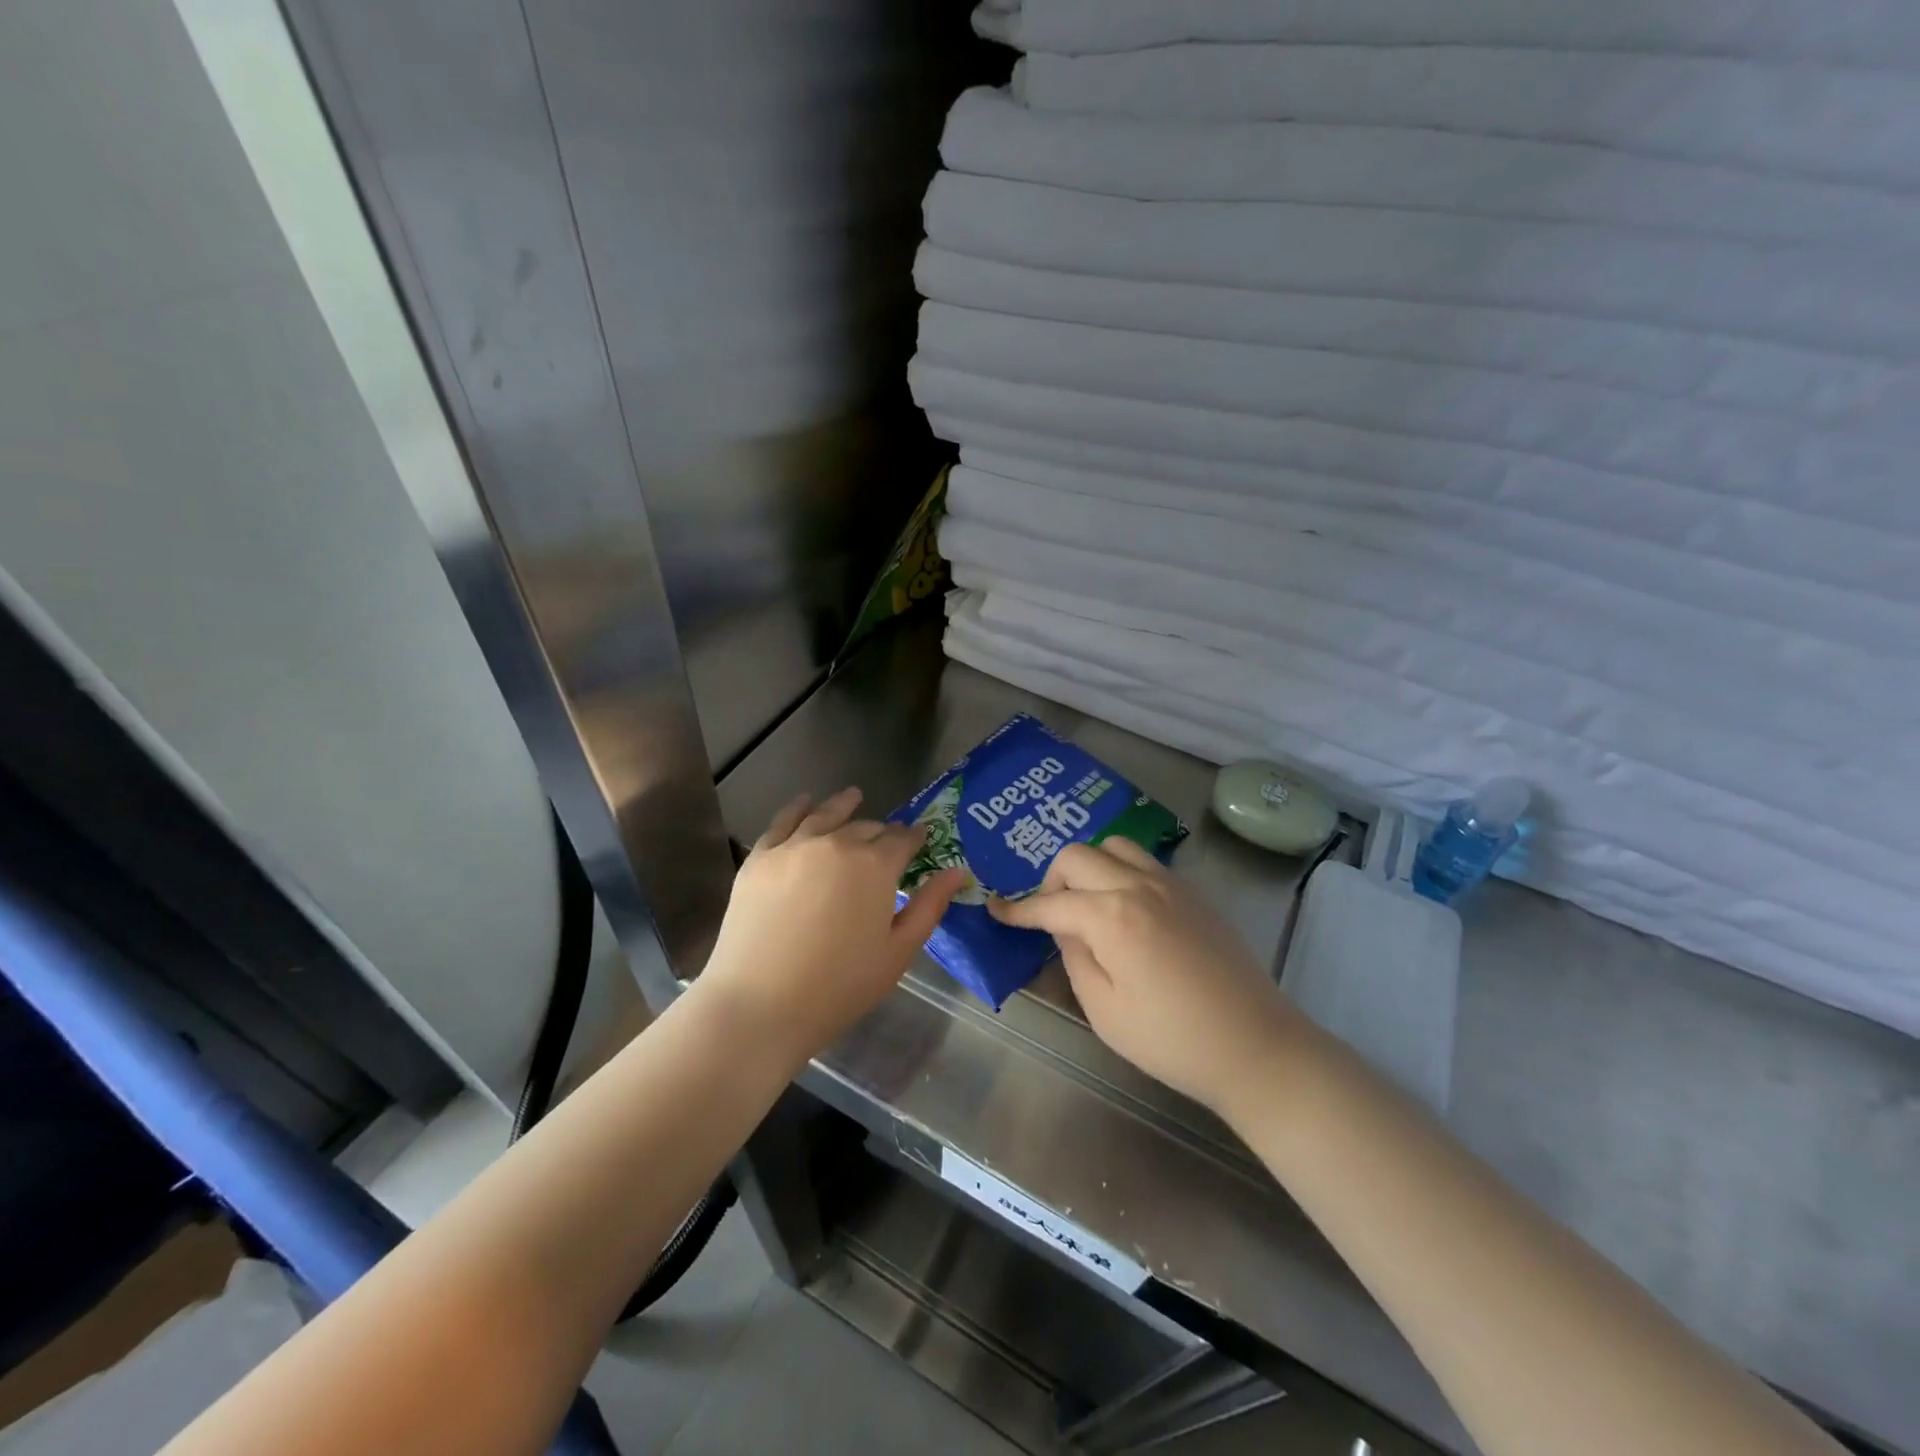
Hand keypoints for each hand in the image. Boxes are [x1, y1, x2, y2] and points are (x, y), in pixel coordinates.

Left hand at [697, 788, 963, 1065]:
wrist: (760, 1004)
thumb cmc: (840, 985)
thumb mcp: (898, 951)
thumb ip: (930, 906)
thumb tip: (958, 872)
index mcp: (875, 865)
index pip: (902, 840)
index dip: (914, 837)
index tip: (920, 838)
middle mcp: (836, 843)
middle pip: (865, 827)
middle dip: (881, 832)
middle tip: (886, 839)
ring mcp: (794, 847)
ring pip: (825, 815)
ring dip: (843, 805)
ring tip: (853, 796)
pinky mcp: (760, 858)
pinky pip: (783, 822)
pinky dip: (798, 808)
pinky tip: (805, 802)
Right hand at [989, 839, 1300, 1114]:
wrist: (1255, 1045)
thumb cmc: (1172, 1040)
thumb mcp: (1104, 1010)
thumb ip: (1075, 958)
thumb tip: (1066, 930)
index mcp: (1111, 916)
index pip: (1051, 903)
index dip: (1018, 909)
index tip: (995, 909)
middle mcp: (1138, 886)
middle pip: (1078, 856)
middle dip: (1052, 881)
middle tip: (1051, 916)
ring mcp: (1170, 884)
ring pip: (1113, 846)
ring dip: (1089, 866)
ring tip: (1089, 904)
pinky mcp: (1193, 893)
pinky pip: (1144, 862)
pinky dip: (1120, 871)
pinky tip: (1125, 909)